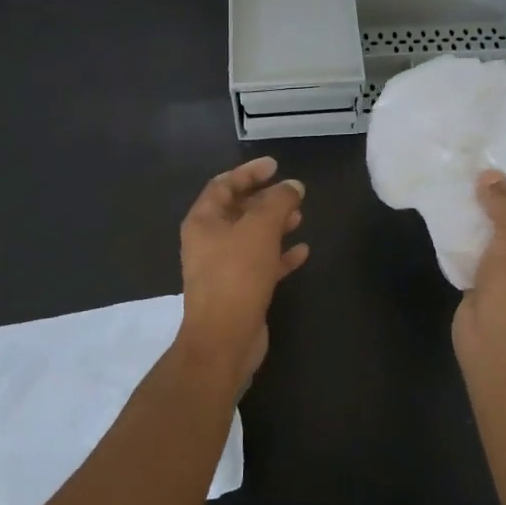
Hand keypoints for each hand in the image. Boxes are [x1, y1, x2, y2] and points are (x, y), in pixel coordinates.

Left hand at [178, 156, 308, 376]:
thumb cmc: (237, 275)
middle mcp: (208, 241)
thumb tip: (293, 186)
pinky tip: (302, 251)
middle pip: (238, 210)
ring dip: (275, 225)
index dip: (249, 172)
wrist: (224, 339)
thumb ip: (278, 201)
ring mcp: (223, 267)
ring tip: (300, 216)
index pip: (223, 185)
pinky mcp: (239, 290)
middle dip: (265, 199)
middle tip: (293, 192)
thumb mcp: (260, 229)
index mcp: (203, 221)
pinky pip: (261, 263)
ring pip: (251, 237)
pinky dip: (280, 254)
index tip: (275, 165)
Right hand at [452, 170, 505, 368]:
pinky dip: (469, 239)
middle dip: (505, 201)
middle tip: (485, 169)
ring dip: (484, 219)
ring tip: (466, 185)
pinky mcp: (489, 286)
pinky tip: (454, 216)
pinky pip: (479, 254)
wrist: (494, 339)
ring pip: (499, 239)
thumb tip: (490, 176)